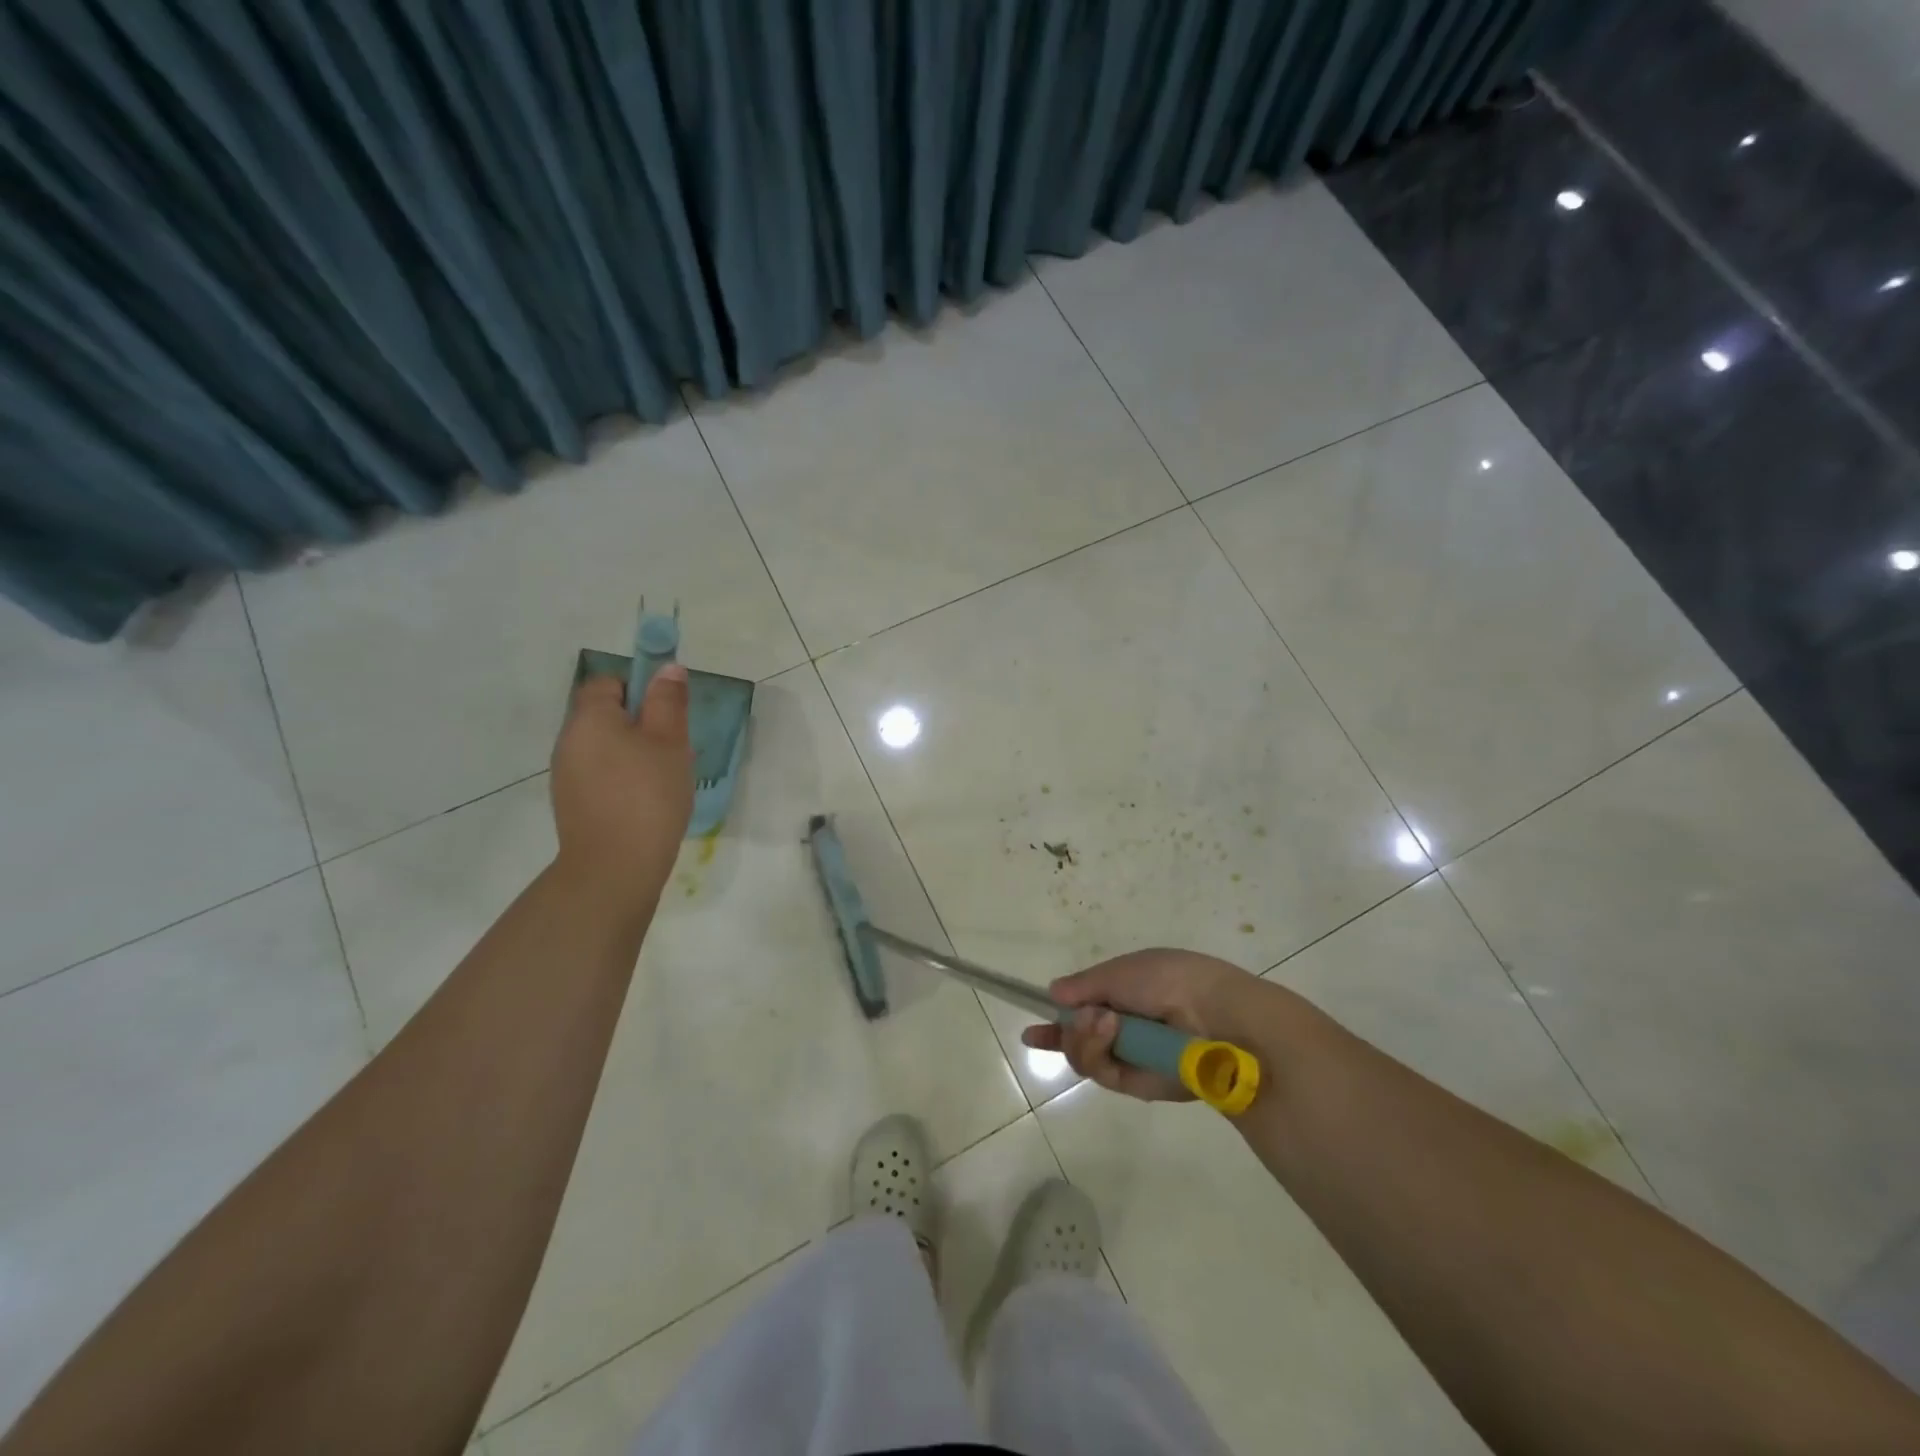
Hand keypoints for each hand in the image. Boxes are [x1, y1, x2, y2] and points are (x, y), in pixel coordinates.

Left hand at [550, 667, 692, 903]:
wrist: (615, 867)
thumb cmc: (648, 795)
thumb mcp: (670, 741)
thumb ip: (668, 701)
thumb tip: (667, 668)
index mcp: (590, 718)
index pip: (607, 682)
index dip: (639, 688)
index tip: (667, 713)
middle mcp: (569, 741)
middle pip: (604, 715)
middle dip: (640, 723)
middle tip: (673, 747)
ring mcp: (566, 775)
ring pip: (604, 747)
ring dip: (632, 752)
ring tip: (663, 777)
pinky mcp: (572, 803)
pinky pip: (600, 774)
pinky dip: (622, 778)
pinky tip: (645, 800)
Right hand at [1021, 948, 1284, 1101]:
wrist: (1213, 1015)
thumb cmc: (1168, 980)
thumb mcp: (1120, 971)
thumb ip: (1084, 985)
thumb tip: (1053, 993)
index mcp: (1125, 994)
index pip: (1082, 1009)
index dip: (1058, 1019)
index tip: (1032, 1032)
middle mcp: (1125, 1027)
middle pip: (1076, 1036)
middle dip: (1070, 1027)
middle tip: (1085, 1016)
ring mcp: (1130, 1056)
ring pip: (1083, 1056)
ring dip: (1082, 1037)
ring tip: (1104, 1023)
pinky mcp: (1137, 1084)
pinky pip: (1101, 1072)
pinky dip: (1097, 1052)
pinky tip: (1109, 1032)